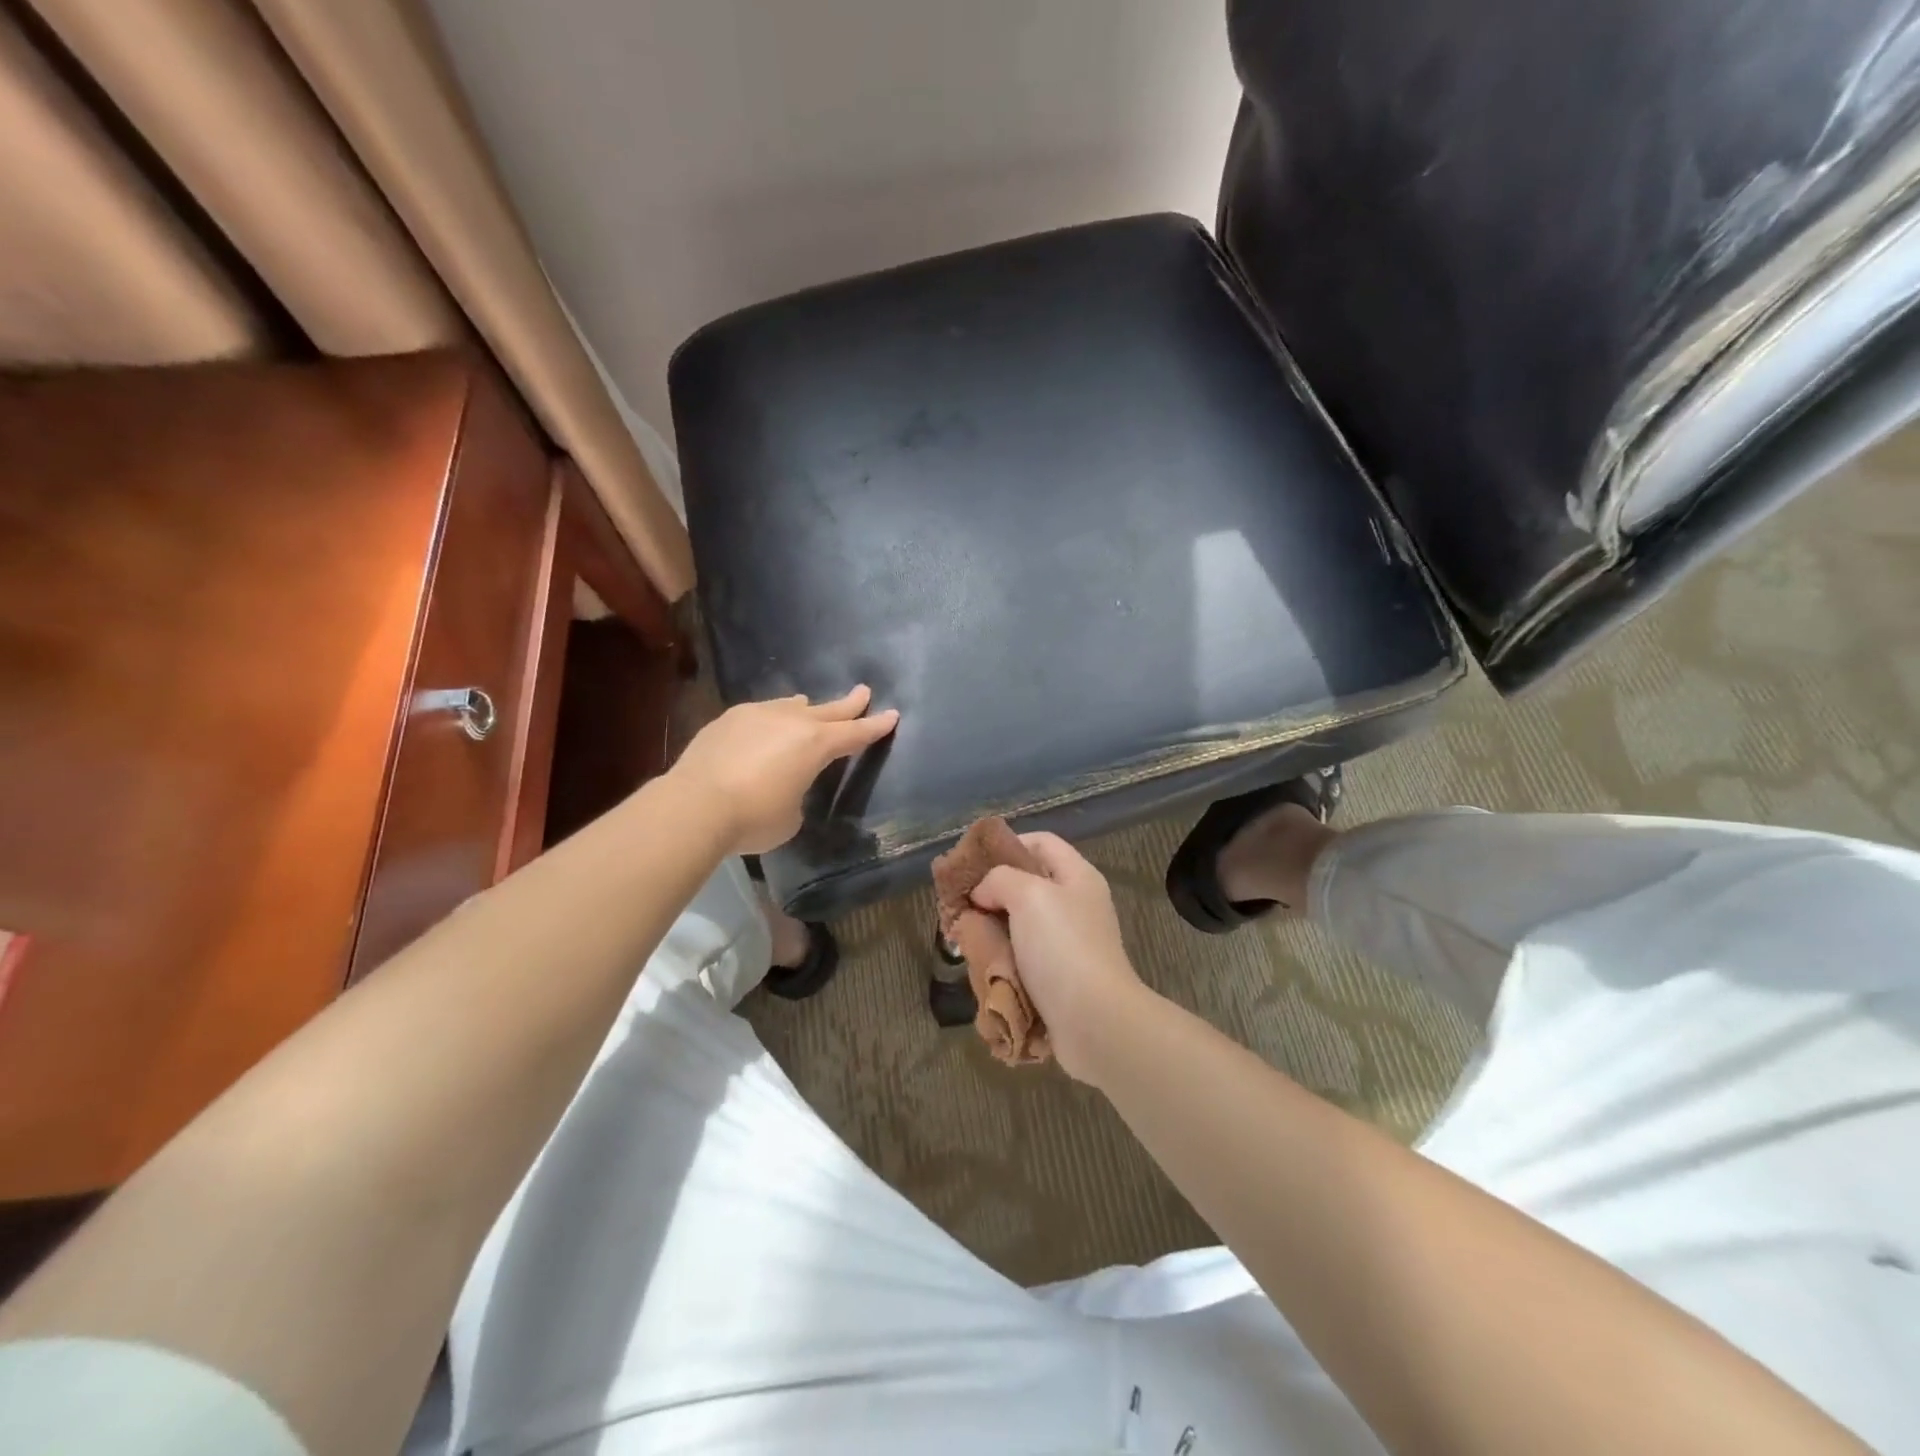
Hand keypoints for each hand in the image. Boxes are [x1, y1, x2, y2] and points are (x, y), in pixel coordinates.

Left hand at [670, 686, 899, 854]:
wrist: (695, 805)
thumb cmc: (754, 817)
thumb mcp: (791, 816)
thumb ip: (797, 793)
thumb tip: (784, 785)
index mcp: (816, 745)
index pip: (855, 734)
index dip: (875, 726)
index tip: (892, 714)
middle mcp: (792, 722)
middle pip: (829, 710)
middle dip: (849, 704)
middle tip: (863, 692)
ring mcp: (758, 714)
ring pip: (790, 706)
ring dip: (805, 708)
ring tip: (808, 705)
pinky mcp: (728, 719)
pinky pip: (760, 713)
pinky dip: (770, 719)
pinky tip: (763, 727)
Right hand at [969, 833, 1150, 1082]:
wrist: (1094, 1023)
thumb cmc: (1063, 948)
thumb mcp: (1029, 895)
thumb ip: (1000, 879)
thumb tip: (984, 892)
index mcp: (1078, 878)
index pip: (1041, 842)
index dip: (1006, 845)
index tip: (973, 864)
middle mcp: (1075, 907)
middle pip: (1027, 886)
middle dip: (990, 895)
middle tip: (960, 906)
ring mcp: (1068, 946)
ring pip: (1019, 927)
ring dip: (991, 932)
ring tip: (964, 940)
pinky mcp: (1058, 980)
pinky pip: (1022, 961)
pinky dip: (1000, 963)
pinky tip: (980, 968)